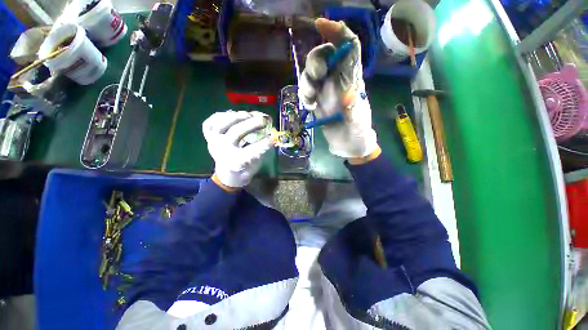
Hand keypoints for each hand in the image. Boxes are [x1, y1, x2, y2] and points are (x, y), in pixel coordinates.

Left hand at [203, 111, 272, 188]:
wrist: (227, 174)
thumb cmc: (244, 170)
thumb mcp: (255, 165)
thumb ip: (261, 152)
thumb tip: (271, 137)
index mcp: (235, 161)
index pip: (250, 151)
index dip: (262, 144)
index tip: (273, 138)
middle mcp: (222, 150)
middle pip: (235, 132)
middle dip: (251, 125)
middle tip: (263, 121)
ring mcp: (213, 142)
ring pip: (220, 124)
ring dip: (235, 117)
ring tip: (248, 114)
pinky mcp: (209, 137)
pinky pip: (209, 123)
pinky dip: (220, 116)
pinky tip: (232, 114)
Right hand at [299, 18, 377, 158]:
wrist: (348, 144)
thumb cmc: (357, 132)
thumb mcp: (357, 122)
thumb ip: (352, 109)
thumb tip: (345, 96)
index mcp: (352, 79)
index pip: (348, 47)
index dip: (337, 32)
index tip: (322, 25)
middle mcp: (338, 80)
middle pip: (324, 55)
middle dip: (315, 61)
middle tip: (315, 78)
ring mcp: (326, 90)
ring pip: (311, 72)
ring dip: (306, 82)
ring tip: (310, 100)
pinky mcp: (317, 101)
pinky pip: (306, 89)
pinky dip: (304, 94)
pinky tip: (309, 106)